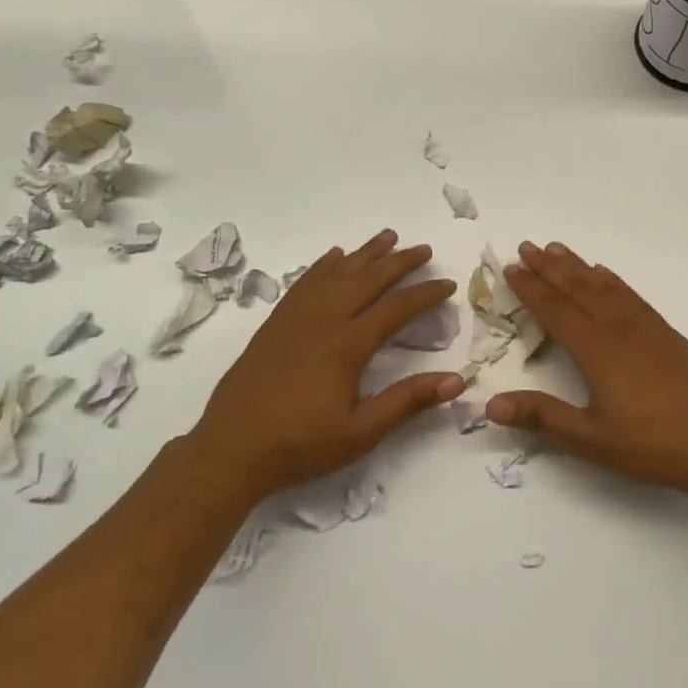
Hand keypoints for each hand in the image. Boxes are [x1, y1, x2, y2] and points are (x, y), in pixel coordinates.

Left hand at [187, 230, 462, 503]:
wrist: (230, 451)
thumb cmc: (300, 445)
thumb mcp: (361, 433)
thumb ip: (407, 402)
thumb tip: (456, 380)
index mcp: (347, 346)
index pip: (396, 309)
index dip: (425, 294)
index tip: (448, 284)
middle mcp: (323, 320)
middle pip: (367, 279)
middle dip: (399, 262)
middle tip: (424, 249)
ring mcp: (295, 318)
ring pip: (336, 273)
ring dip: (364, 253)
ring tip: (387, 237)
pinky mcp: (275, 324)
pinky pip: (305, 282)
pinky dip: (324, 265)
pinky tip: (333, 257)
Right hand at [487, 241, 687, 499]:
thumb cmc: (649, 444)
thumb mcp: (590, 439)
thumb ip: (542, 417)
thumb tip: (490, 405)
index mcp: (596, 350)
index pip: (555, 310)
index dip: (531, 288)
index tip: (511, 268)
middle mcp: (618, 328)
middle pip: (577, 288)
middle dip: (549, 267)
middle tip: (526, 246)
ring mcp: (645, 327)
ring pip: (603, 286)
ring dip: (577, 266)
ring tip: (556, 248)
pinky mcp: (665, 332)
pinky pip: (630, 294)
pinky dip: (611, 279)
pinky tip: (604, 274)